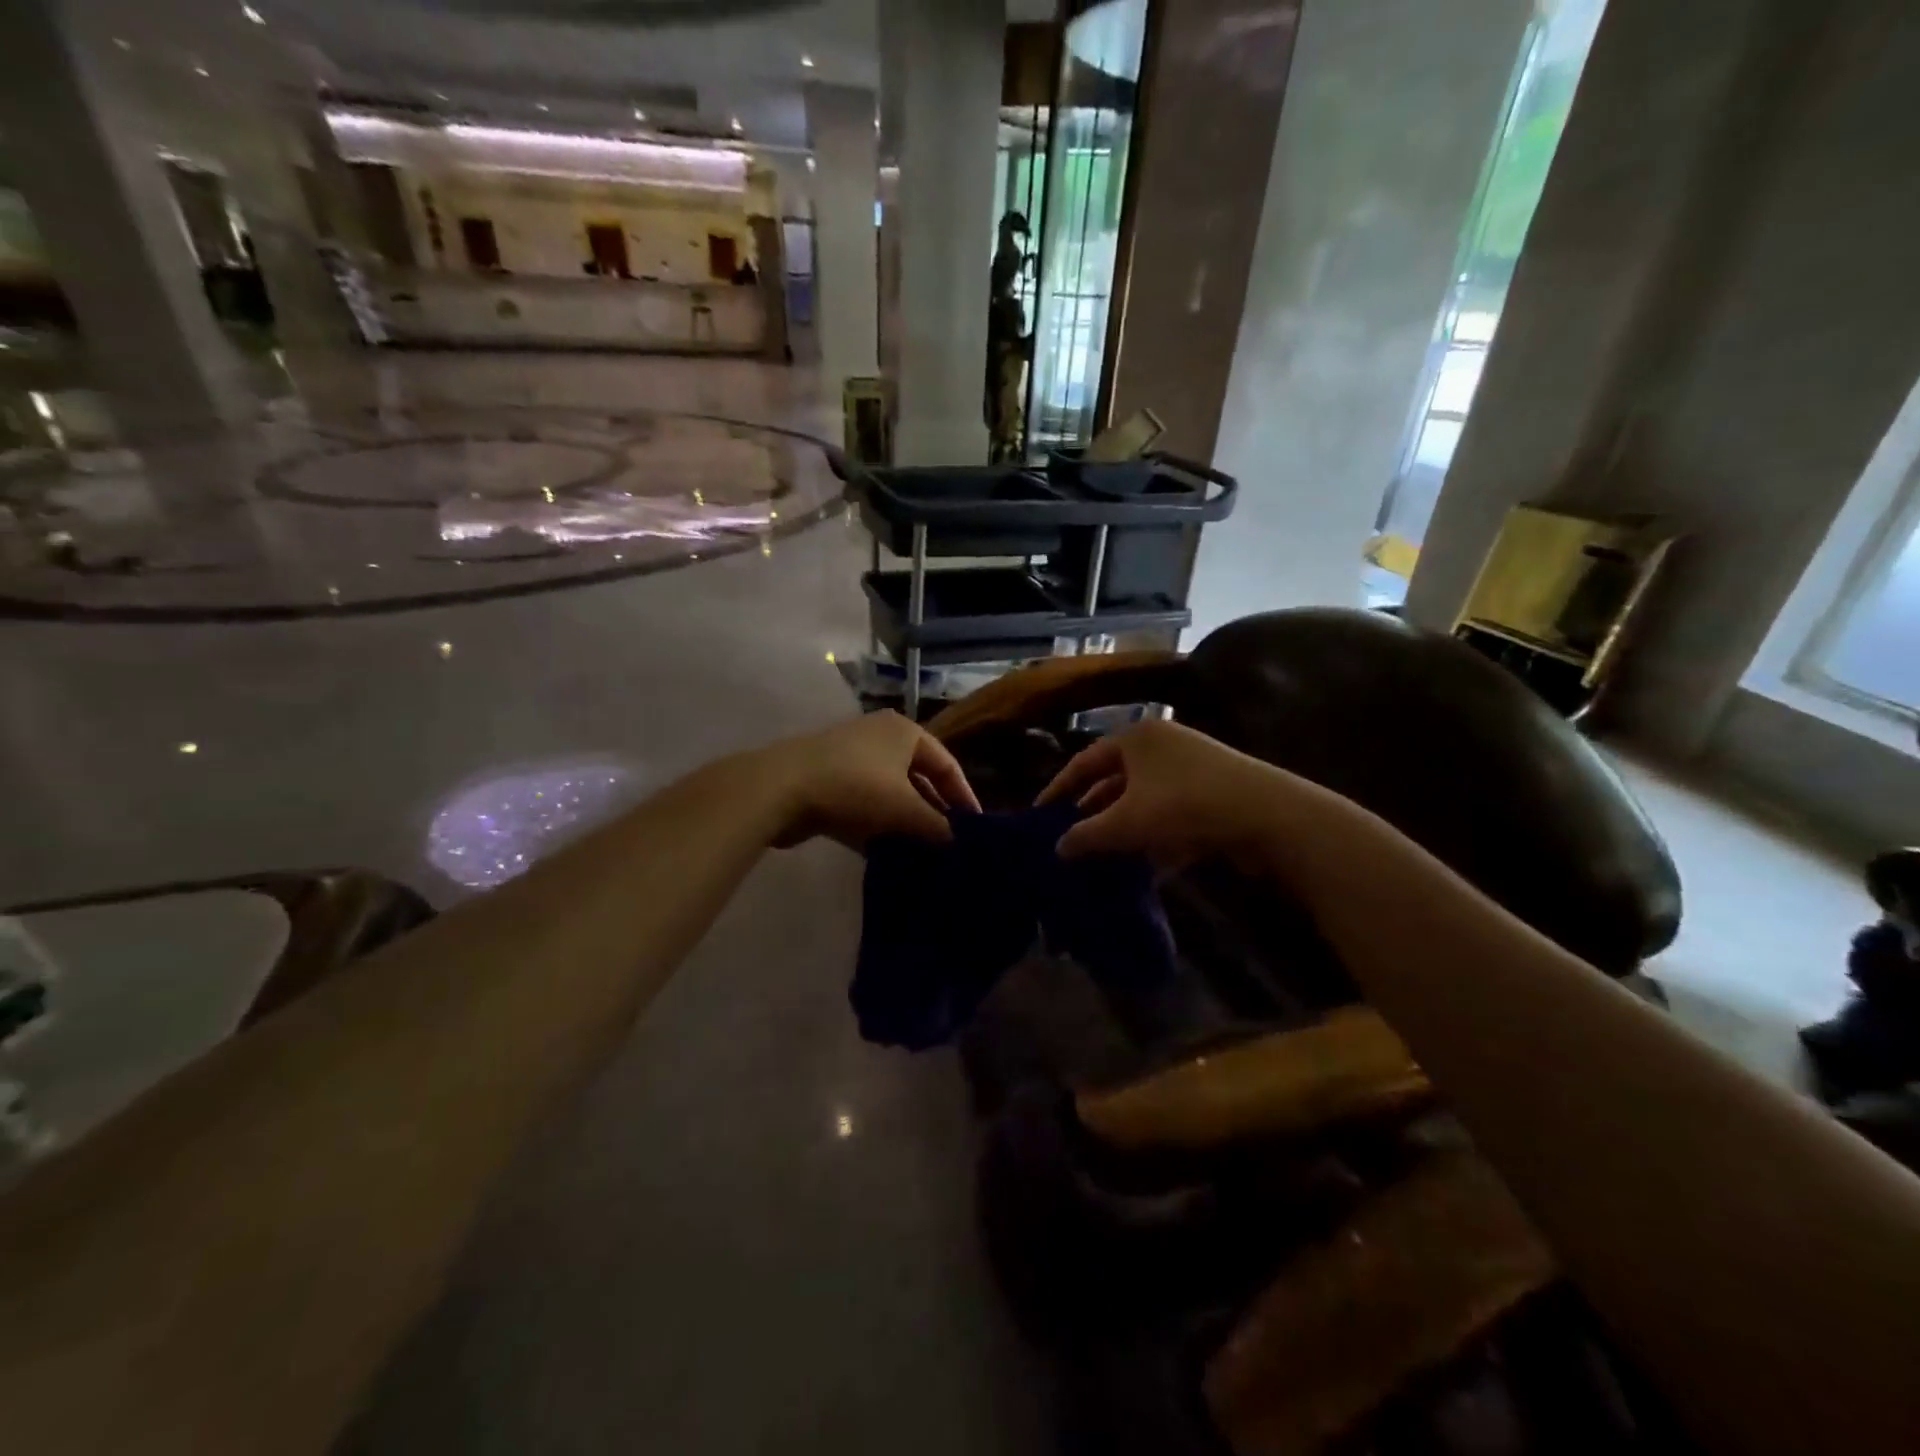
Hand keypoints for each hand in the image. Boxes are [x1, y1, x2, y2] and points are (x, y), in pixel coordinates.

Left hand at [759, 711, 981, 849]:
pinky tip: (886, 853)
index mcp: (905, 732)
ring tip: (922, 853)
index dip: (963, 797)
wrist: (780, 788)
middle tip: (950, 844)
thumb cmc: (855, 787)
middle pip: (918, 778)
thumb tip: (959, 843)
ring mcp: (851, 758)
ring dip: (905, 822)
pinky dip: (877, 825)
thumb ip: (937, 826)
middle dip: (933, 811)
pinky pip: (864, 804)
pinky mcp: (828, 781)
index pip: (947, 764)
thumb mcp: (904, 808)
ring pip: (889, 794)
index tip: (975, 828)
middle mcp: (881, 738)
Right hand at [1036, 718, 1304, 866]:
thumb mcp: (1127, 822)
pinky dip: (1154, 839)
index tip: (1040, 814)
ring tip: (1099, 858)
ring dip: (1122, 829)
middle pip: (1114, 780)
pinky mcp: (1212, 795)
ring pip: (1143, 801)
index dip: (1059, 788)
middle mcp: (1162, 746)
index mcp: (1136, 738)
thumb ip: (1087, 835)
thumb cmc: (1185, 804)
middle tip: (1068, 839)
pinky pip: (1170, 816)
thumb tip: (1058, 849)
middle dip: (1092, 812)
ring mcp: (1190, 769)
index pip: (1085, 762)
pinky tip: (1142, 869)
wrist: (1268, 815)